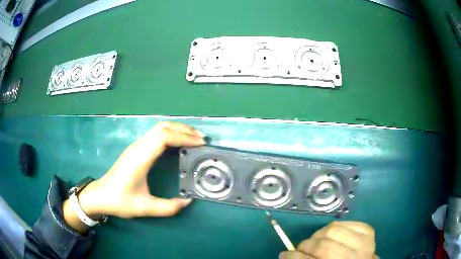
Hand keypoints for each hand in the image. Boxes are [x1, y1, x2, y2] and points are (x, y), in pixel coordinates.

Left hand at [63, 122, 204, 231]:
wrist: (100, 195)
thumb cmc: (120, 201)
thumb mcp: (144, 207)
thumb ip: (168, 207)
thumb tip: (188, 201)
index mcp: (140, 158)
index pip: (163, 137)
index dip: (183, 137)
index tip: (200, 143)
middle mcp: (138, 147)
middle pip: (163, 127)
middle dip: (184, 130)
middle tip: (201, 139)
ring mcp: (136, 146)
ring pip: (159, 128)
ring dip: (177, 130)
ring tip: (193, 139)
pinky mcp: (136, 149)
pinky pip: (156, 134)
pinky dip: (170, 134)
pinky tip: (178, 143)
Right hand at [279, 221, 375, 258]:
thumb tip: (286, 254)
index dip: (293, 257)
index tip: (284, 254)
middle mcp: (353, 257)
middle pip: (322, 245)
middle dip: (306, 245)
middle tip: (301, 248)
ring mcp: (364, 242)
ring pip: (333, 230)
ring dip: (319, 235)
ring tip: (316, 240)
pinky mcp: (368, 231)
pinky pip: (346, 222)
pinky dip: (334, 227)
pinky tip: (331, 235)